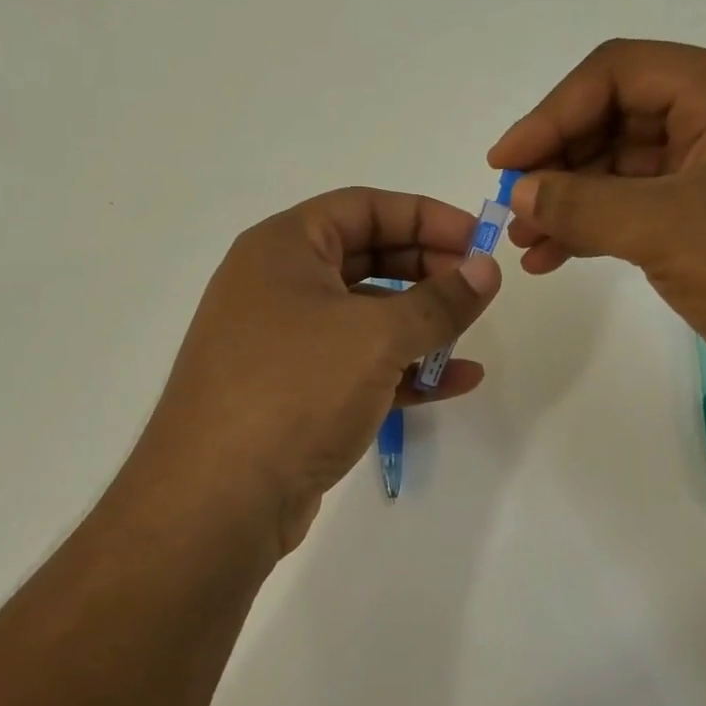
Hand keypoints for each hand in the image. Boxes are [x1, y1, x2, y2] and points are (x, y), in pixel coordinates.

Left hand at [130, 187, 499, 553]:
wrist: (220, 497)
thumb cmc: (295, 390)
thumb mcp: (376, 336)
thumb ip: (439, 301)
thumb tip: (486, 271)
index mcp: (283, 249)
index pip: (364, 207)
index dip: (426, 216)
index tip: (478, 240)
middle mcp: (278, 288)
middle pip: (367, 260)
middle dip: (427, 272)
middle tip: (478, 290)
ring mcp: (284, 346)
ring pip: (365, 320)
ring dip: (421, 326)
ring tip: (469, 338)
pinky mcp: (296, 397)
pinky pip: (360, 369)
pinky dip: (404, 371)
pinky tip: (455, 382)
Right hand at [491, 39, 705, 426]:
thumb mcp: (671, 229)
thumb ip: (585, 205)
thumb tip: (520, 193)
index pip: (619, 73)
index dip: (553, 112)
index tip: (505, 163)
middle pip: (616, 119)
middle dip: (558, 162)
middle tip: (512, 209)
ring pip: (620, 172)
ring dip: (568, 202)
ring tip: (525, 243)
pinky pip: (635, 215)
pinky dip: (592, 232)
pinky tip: (553, 260)